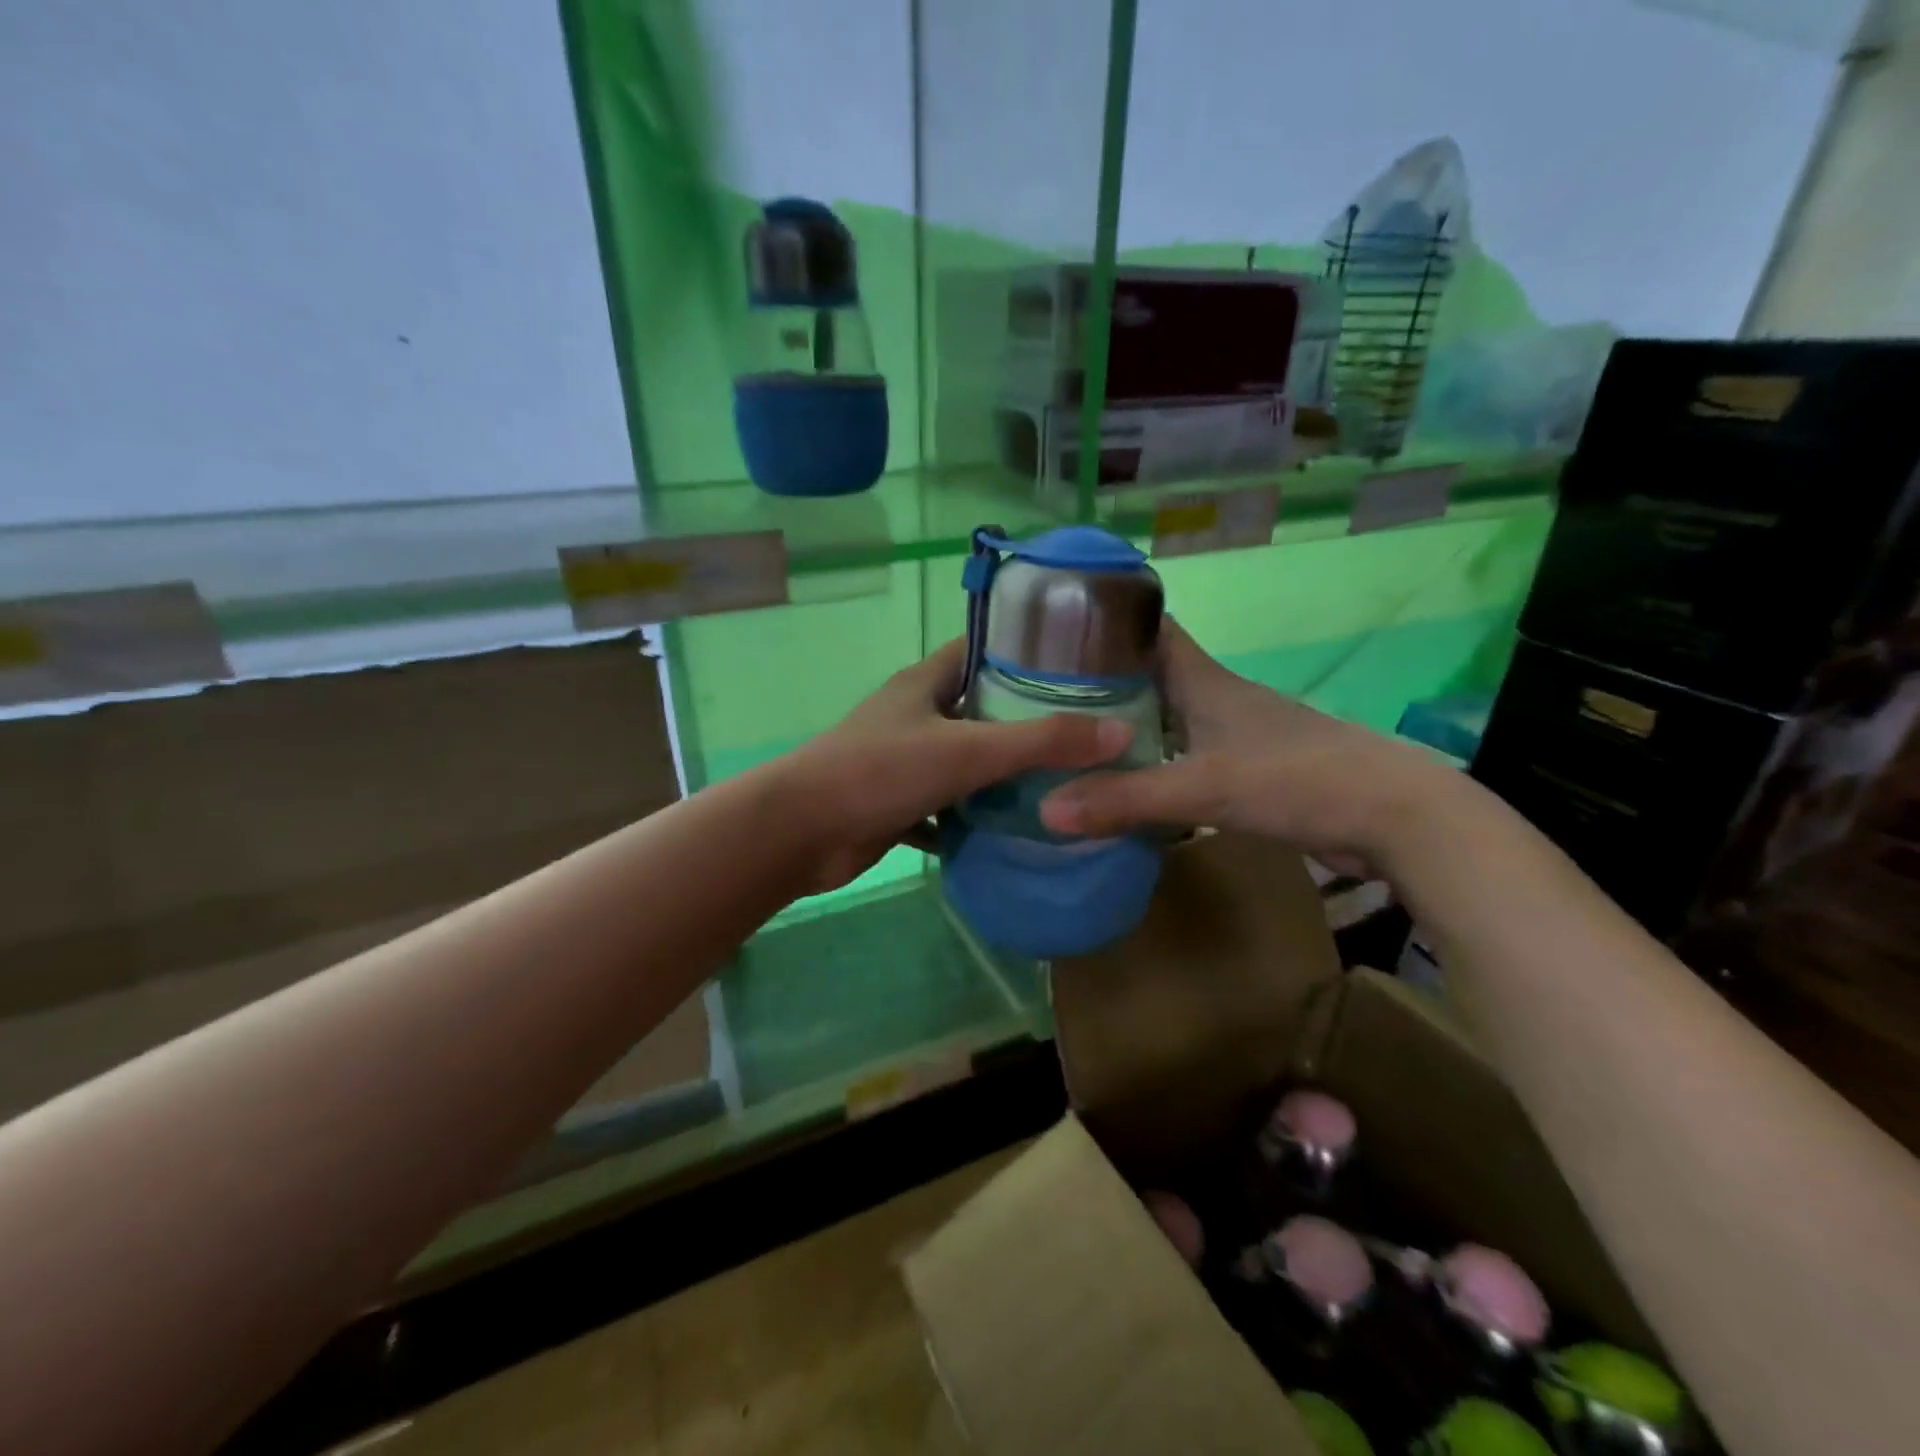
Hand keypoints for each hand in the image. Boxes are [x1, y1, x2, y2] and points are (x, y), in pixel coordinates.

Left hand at [781, 639, 1132, 894]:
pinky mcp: (898, 804)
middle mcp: (915, 715)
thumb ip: (1041, 742)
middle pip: (980, 707)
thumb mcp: (967, 751)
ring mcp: (904, 761)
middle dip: (1027, 720)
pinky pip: (948, 807)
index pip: (982, 648)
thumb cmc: (879, 772)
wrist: (799, 833)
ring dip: (1003, 774)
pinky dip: (975, 818)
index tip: (1079, 666)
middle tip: (1087, 733)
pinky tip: (1014, 830)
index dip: (1027, 651)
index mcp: (926, 683)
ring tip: (1064, 782)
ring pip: (965, 760)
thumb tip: (1120, 734)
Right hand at [1036, 621, 1457, 876]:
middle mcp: (1213, 698)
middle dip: (1098, 681)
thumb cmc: (1297, 778)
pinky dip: (1150, 764)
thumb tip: (1045, 810)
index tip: (1053, 631)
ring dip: (1123, 726)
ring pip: (1163, 717)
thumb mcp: (1203, 787)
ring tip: (1069, 741)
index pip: (1148, 628)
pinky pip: (1181, 756)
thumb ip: (1124, 799)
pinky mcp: (1244, 769)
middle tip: (1041, 698)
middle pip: (1146, 674)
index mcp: (1202, 680)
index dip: (1104, 621)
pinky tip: (1124, 785)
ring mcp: (1232, 734)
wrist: (1393, 816)